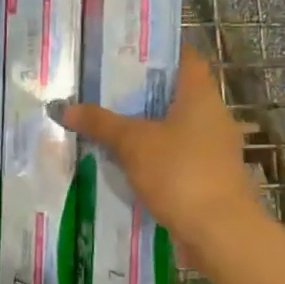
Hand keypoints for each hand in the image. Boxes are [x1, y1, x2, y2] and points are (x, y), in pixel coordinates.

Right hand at [64, 49, 265, 272]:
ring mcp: (214, 149)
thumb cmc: (180, 173)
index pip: (185, 58)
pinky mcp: (210, 178)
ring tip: (108, 126)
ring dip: (147, 128)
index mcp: (201, 95)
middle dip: (142, 94)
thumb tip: (65, 108)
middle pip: (176, 94)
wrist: (219, 232)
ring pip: (175, 129)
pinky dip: (155, 157)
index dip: (159, 51)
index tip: (127, 52)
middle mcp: (213, 116)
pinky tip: (126, 164)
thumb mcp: (133, 144)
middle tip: (104, 90)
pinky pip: (177, 157)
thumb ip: (101, 123)